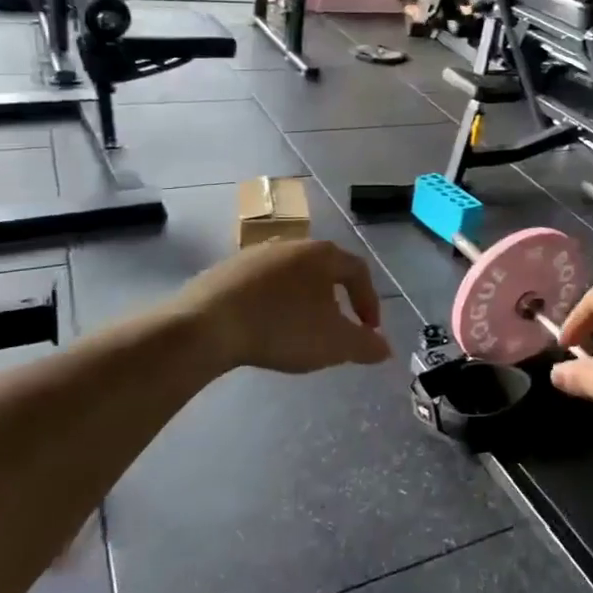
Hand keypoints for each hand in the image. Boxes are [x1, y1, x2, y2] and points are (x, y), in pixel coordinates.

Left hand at [174, 240, 389, 373]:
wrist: (206, 325)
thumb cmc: (282, 327)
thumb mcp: (334, 344)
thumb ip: (365, 345)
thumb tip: (385, 348)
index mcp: (322, 255)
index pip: (358, 271)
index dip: (369, 302)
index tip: (369, 331)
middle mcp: (292, 244)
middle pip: (324, 270)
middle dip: (335, 300)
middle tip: (336, 329)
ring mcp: (255, 254)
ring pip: (291, 277)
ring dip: (302, 302)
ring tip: (299, 331)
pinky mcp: (225, 270)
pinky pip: (260, 286)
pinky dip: (271, 304)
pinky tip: (263, 328)